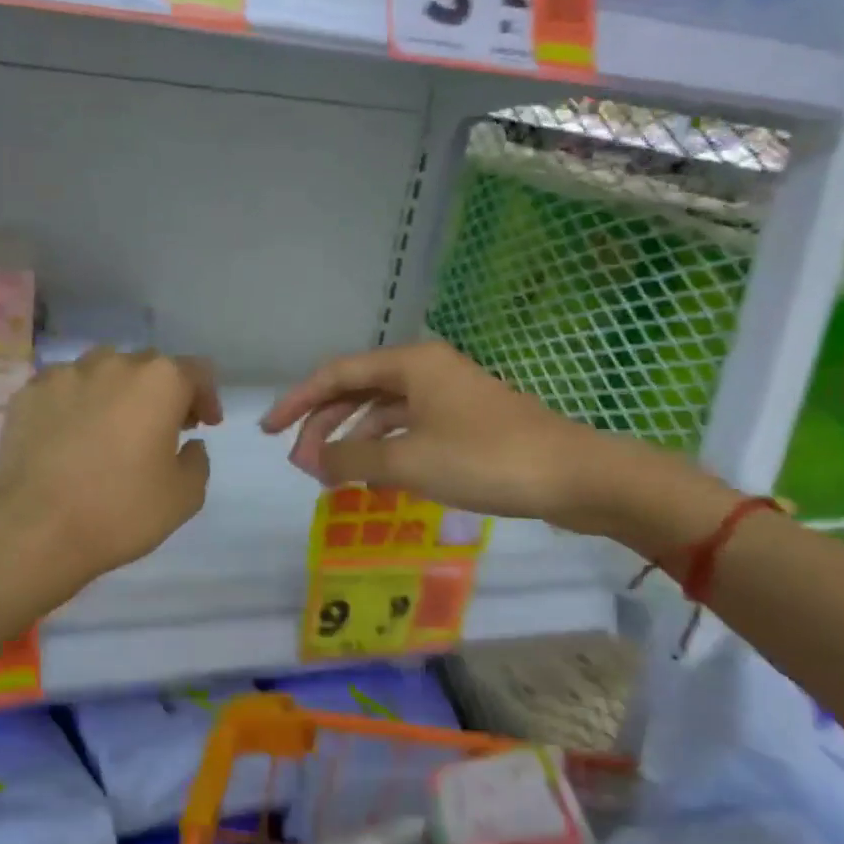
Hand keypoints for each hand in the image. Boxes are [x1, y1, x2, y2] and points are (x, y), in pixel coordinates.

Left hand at [0, 348, 221, 591]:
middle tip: (161, 429)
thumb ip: (197, 461)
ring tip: (111, 428)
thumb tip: (188, 444)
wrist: (33, 528)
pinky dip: (75, 405)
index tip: (205, 424)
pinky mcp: (27, 394)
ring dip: (116, 393)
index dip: (206, 397)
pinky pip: (63, 390)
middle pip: (148, 367)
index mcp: (159, 381)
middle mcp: (113, 364)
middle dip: (160, 394)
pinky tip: (70, 438)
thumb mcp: (184, 497)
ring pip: (102, 372)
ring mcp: (64, 375)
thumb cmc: (119, 511)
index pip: (196, 372)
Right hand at [261, 341, 670, 536]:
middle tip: (300, 464)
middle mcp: (426, 370)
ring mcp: (448, 397)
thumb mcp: (408, 461)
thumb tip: (313, 462)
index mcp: (410, 363)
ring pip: (383, 413)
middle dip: (324, 426)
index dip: (297, 402)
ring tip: (330, 479)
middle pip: (357, 392)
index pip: (336, 374)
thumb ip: (352, 460)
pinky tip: (372, 480)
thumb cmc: (485, 459)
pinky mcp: (465, 423)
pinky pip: (408, 430)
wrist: (574, 476)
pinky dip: (384, 452)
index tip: (268, 431)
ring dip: (353, 442)